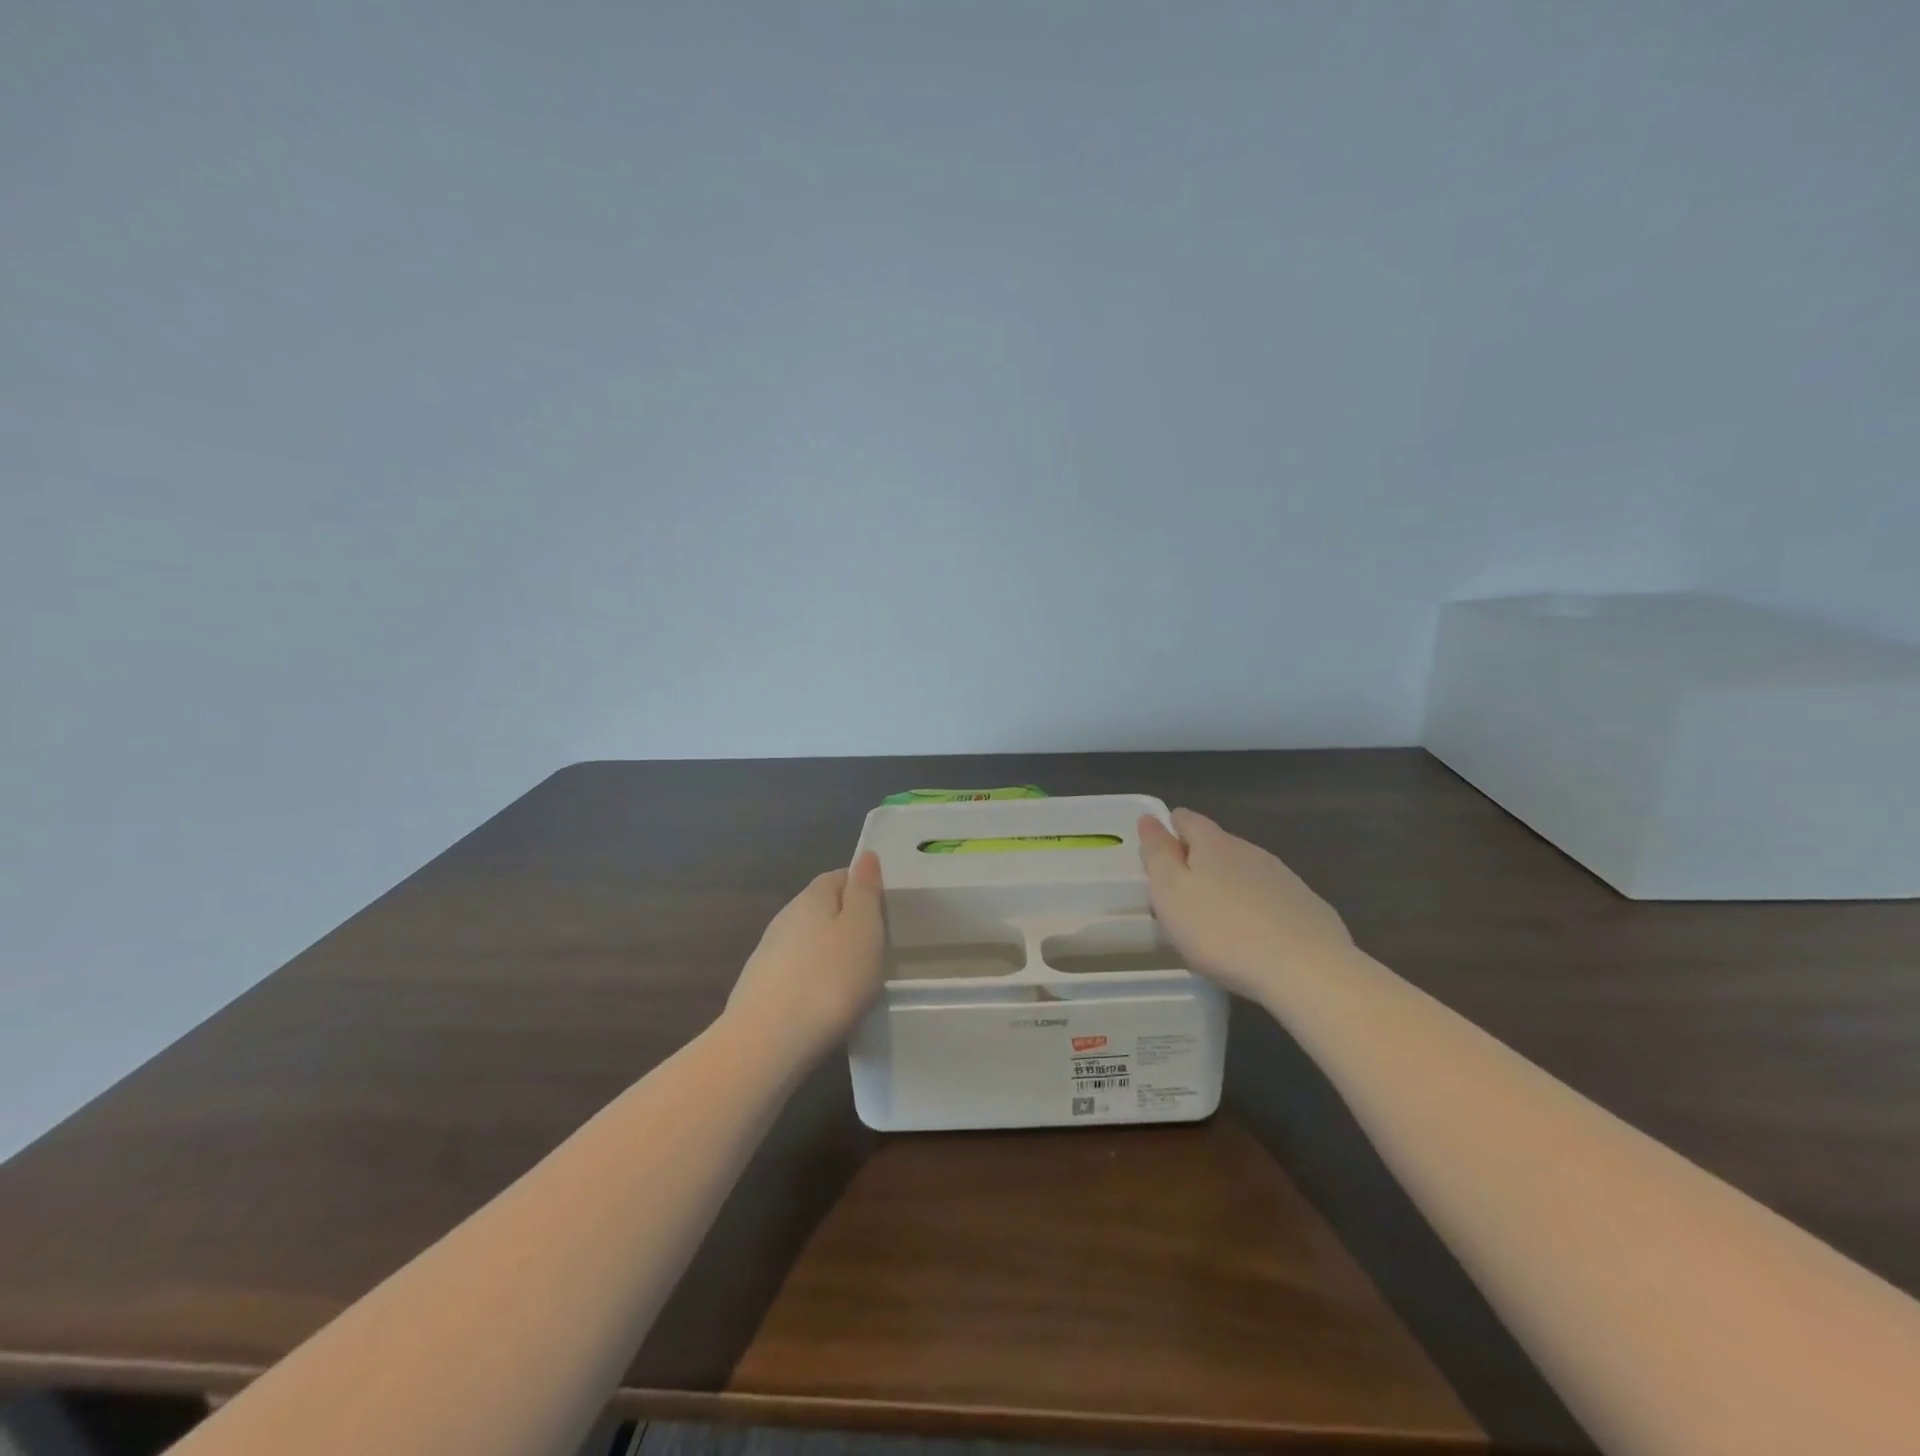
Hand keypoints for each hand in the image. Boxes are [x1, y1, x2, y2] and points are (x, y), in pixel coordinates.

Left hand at [725, 851, 885, 1062]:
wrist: (767, 1043)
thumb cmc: (829, 978)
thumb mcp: (863, 929)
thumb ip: (865, 891)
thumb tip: (866, 856)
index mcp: (812, 897)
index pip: (840, 876)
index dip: (864, 886)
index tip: (886, 909)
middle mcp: (785, 918)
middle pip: (822, 908)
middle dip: (848, 921)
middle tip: (878, 945)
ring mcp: (769, 954)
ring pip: (808, 942)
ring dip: (830, 952)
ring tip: (856, 977)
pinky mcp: (761, 989)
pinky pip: (797, 972)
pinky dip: (815, 979)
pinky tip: (827, 1002)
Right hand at [1138, 809, 1352, 1000]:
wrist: (1306, 969)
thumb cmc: (1221, 931)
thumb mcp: (1171, 892)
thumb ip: (1158, 854)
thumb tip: (1149, 819)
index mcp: (1213, 844)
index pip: (1188, 820)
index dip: (1172, 827)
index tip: (1161, 844)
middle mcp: (1250, 851)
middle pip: (1218, 844)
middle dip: (1199, 858)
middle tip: (1182, 886)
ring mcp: (1284, 878)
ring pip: (1247, 871)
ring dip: (1229, 883)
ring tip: (1216, 912)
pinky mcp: (1308, 907)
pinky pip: (1273, 898)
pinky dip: (1257, 907)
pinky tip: (1255, 932)